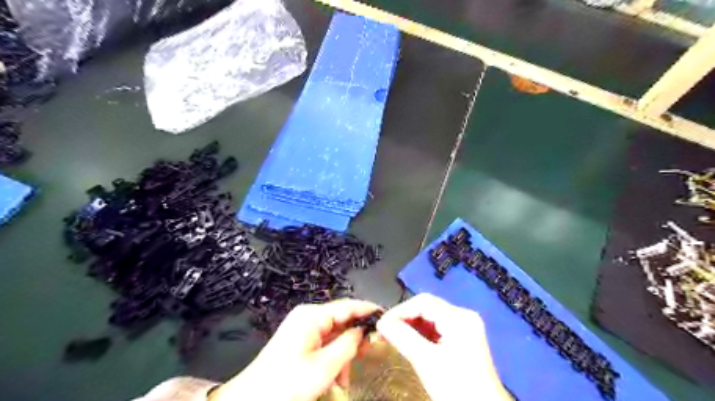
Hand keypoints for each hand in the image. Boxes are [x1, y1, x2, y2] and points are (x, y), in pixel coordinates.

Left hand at [210, 299, 382, 398]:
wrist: (251, 400)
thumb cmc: (286, 383)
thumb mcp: (324, 366)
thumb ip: (348, 344)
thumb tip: (364, 330)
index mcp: (312, 316)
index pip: (348, 306)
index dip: (368, 310)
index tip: (387, 315)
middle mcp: (308, 317)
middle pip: (342, 320)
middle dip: (355, 340)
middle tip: (370, 353)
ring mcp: (303, 328)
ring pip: (335, 335)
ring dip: (344, 355)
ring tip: (345, 378)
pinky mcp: (300, 340)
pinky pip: (325, 343)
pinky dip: (333, 358)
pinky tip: (336, 377)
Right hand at [377, 291, 509, 400]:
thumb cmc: (456, 388)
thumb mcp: (426, 361)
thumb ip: (403, 337)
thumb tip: (381, 322)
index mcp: (459, 318)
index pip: (423, 302)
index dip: (400, 311)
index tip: (382, 324)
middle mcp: (464, 317)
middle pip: (428, 307)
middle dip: (405, 317)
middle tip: (386, 330)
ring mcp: (466, 327)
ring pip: (432, 317)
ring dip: (412, 325)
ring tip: (394, 336)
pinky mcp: (464, 339)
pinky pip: (438, 328)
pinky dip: (422, 333)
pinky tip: (411, 342)